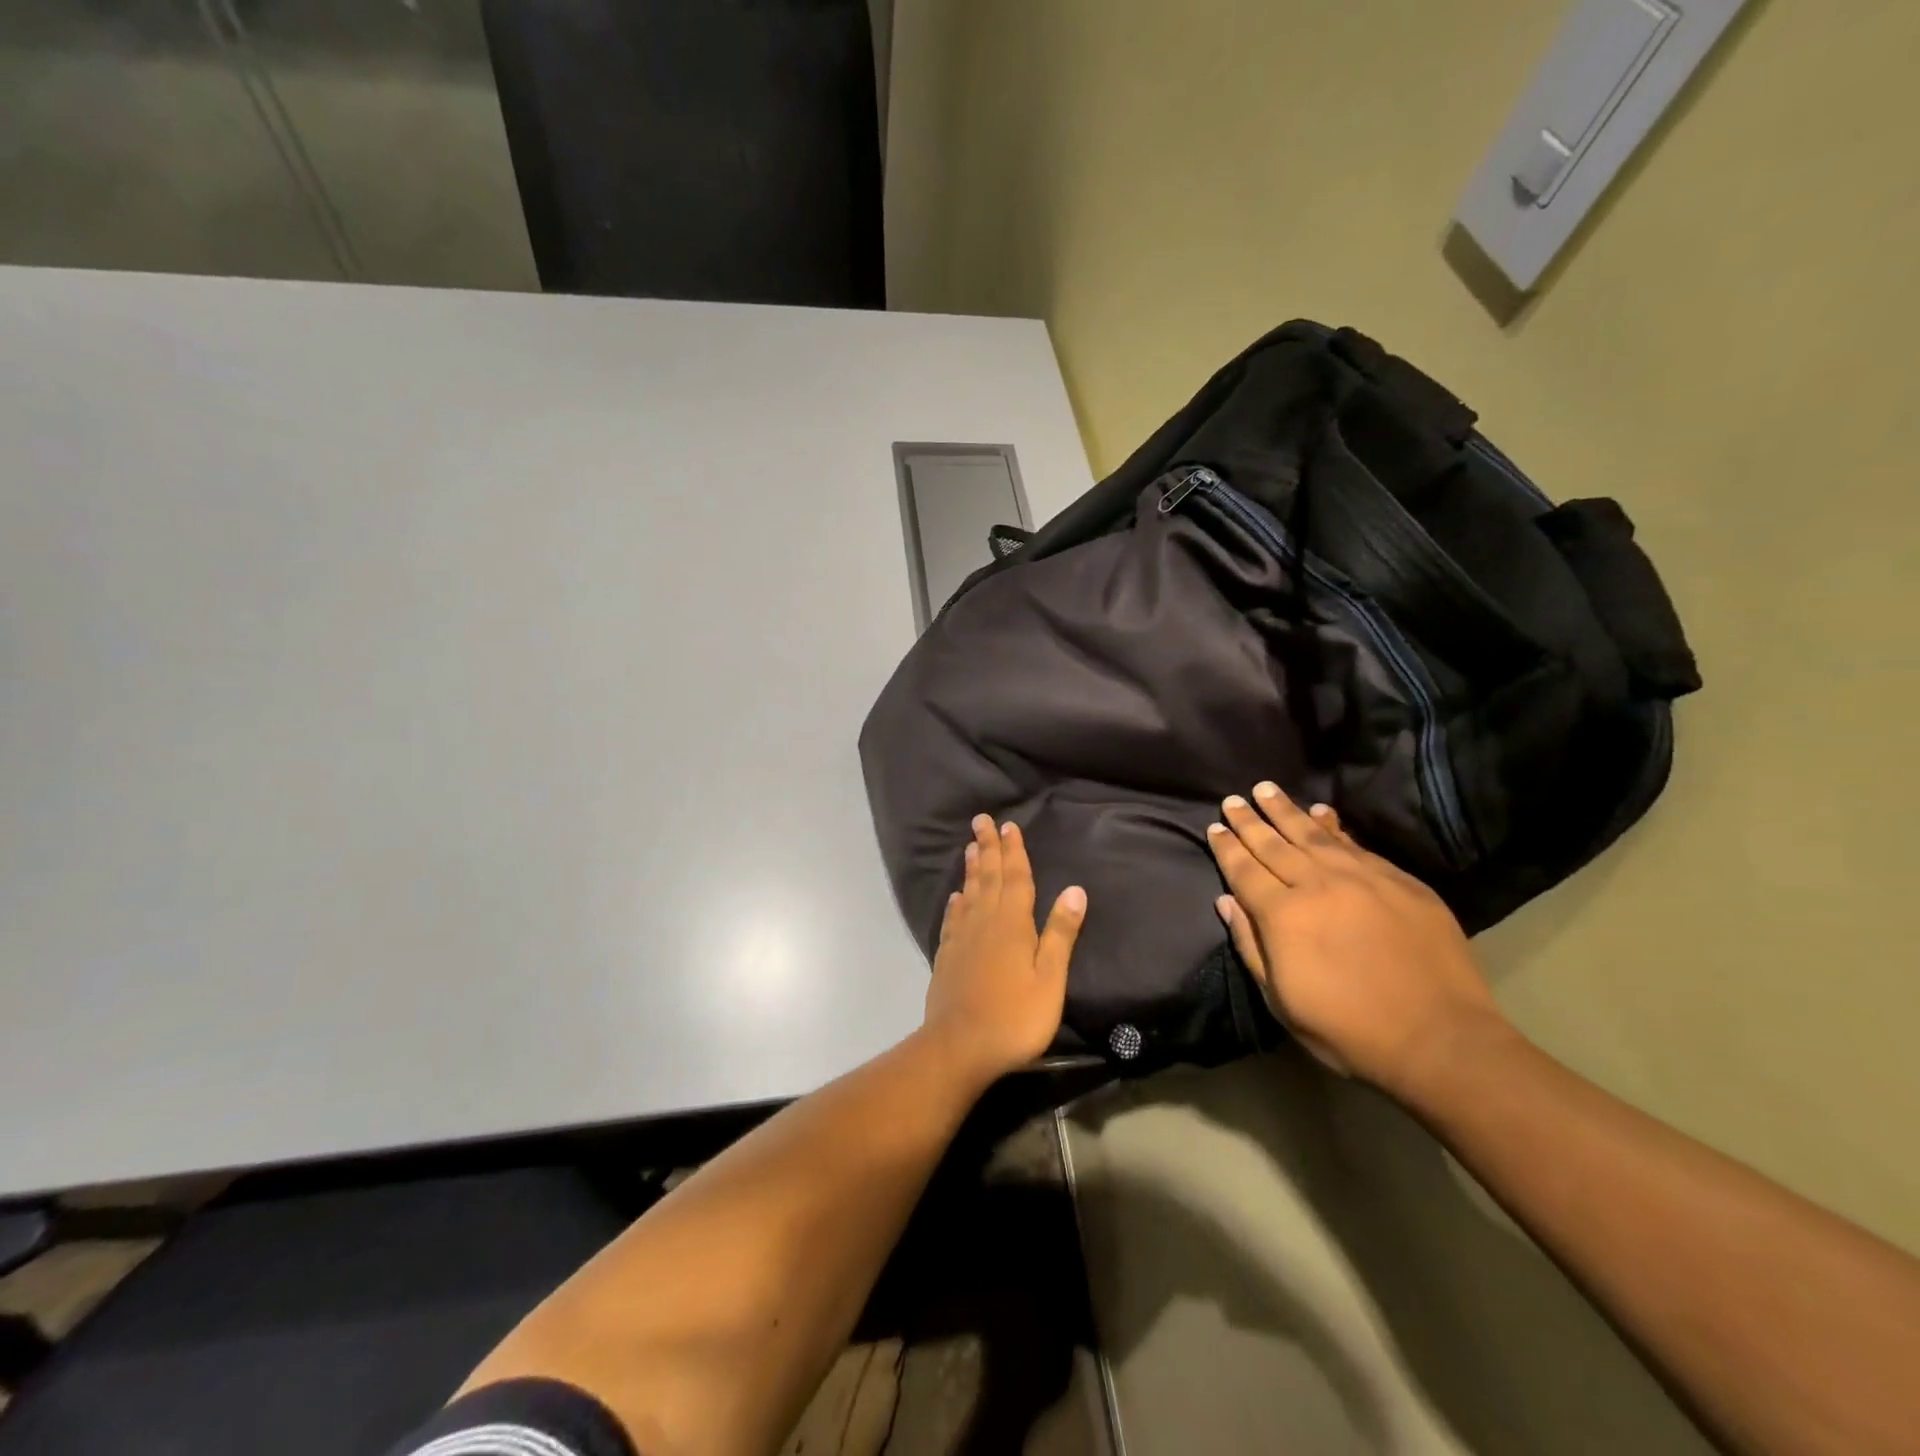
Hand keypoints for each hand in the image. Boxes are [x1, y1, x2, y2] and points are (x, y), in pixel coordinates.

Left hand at [922, 814, 1086, 1090]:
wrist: (960, 1047)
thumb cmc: (1015, 1016)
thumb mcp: (1050, 978)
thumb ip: (1060, 933)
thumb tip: (1075, 890)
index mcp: (1012, 924)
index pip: (1016, 878)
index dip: (1014, 851)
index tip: (1009, 825)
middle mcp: (984, 922)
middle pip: (988, 877)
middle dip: (987, 848)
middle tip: (981, 820)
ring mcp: (961, 939)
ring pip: (968, 893)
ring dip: (971, 869)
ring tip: (970, 847)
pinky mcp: (946, 957)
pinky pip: (952, 919)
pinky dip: (955, 903)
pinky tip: (956, 897)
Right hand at [1207, 781, 1510, 1095]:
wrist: (1440, 1040)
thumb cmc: (1348, 1030)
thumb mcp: (1281, 1000)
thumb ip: (1251, 946)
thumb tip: (1227, 901)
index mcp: (1283, 916)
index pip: (1244, 870)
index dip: (1227, 847)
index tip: (1214, 826)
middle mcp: (1318, 886)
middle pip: (1274, 844)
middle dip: (1250, 821)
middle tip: (1233, 799)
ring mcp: (1362, 879)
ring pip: (1313, 834)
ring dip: (1286, 810)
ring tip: (1266, 789)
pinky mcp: (1400, 882)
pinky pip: (1356, 844)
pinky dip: (1334, 825)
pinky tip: (1321, 812)